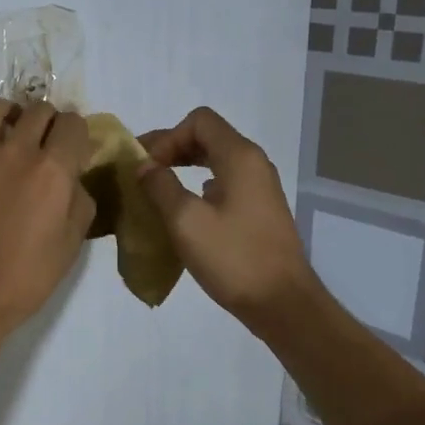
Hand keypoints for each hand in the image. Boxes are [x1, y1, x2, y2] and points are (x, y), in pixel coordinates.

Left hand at [0, 98, 94, 343]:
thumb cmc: (25, 277)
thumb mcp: (71, 244)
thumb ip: (79, 201)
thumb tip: (73, 179)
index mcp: (53, 170)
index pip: (73, 123)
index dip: (78, 133)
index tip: (75, 149)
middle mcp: (16, 151)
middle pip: (39, 109)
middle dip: (50, 121)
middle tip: (46, 144)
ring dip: (11, 114)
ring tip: (11, 133)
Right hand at [137, 107, 318, 330]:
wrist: (281, 303)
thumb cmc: (233, 258)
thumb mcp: (185, 220)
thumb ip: (160, 186)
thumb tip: (144, 166)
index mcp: (240, 157)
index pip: (199, 121)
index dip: (167, 137)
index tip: (147, 166)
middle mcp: (254, 164)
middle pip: (208, 137)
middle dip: (172, 149)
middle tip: (142, 172)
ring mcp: (260, 188)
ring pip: (216, 161)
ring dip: (184, 168)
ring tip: (156, 190)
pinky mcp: (259, 211)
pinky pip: (224, 183)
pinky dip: (199, 187)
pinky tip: (184, 211)